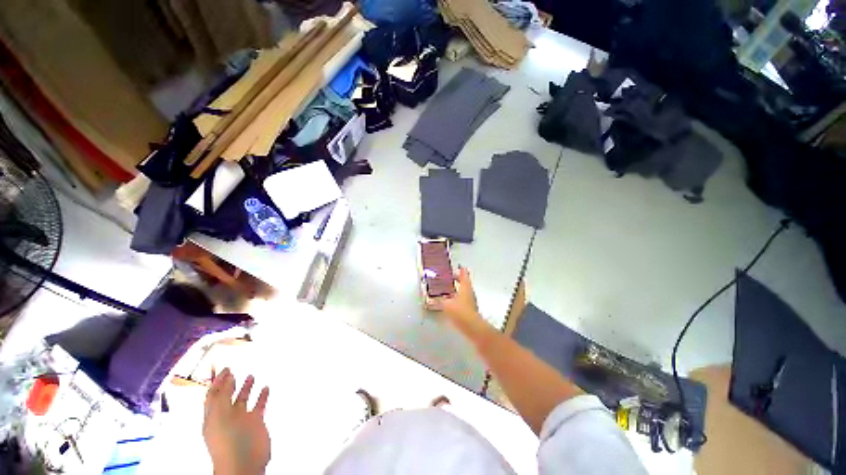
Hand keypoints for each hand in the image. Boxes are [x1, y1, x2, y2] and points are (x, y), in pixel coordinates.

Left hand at [203, 368, 270, 474]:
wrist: (244, 462)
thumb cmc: (228, 439)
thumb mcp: (220, 415)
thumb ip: (222, 395)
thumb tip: (225, 376)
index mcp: (213, 415)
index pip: (213, 394)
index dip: (217, 381)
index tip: (224, 367)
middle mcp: (226, 415)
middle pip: (227, 396)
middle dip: (229, 383)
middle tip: (233, 370)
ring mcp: (241, 419)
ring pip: (243, 399)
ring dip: (246, 388)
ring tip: (251, 376)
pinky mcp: (256, 422)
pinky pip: (259, 405)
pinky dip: (262, 396)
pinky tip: (265, 388)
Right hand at [436, 267, 487, 332]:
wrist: (472, 327)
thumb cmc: (460, 311)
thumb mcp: (446, 304)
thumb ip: (438, 300)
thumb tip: (432, 299)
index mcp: (465, 287)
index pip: (464, 274)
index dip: (461, 269)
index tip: (458, 266)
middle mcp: (469, 292)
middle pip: (464, 282)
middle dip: (457, 279)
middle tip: (449, 277)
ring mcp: (471, 300)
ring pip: (463, 291)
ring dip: (456, 288)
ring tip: (448, 288)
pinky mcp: (469, 309)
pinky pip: (462, 299)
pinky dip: (456, 297)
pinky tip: (450, 301)